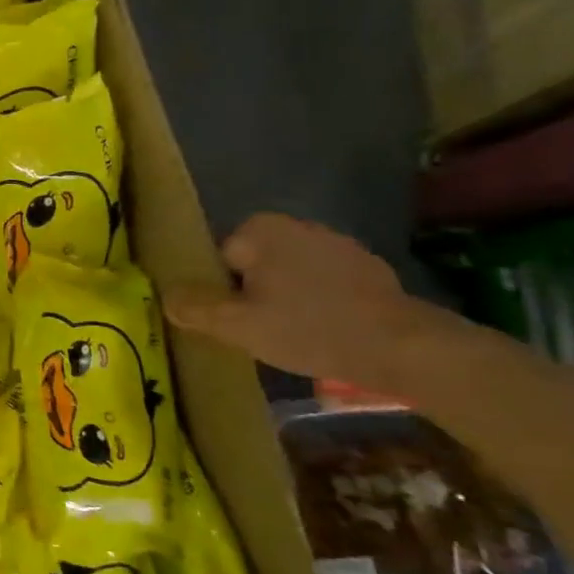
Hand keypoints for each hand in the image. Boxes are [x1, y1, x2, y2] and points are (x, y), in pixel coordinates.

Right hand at [163, 213, 447, 392]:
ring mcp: (337, 244)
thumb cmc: (310, 329)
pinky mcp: (367, 268)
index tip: (236, 320)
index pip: (217, 260)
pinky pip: (320, 283)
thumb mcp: (237, 326)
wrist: (407, 348)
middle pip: (251, 265)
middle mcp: (296, 225)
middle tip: (261, 331)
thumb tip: (165, 296)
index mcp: (260, 229)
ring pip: (286, 274)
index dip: (220, 292)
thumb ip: (194, 307)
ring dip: (283, 298)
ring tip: (293, 335)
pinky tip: (325, 331)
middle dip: (251, 294)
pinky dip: (316, 303)